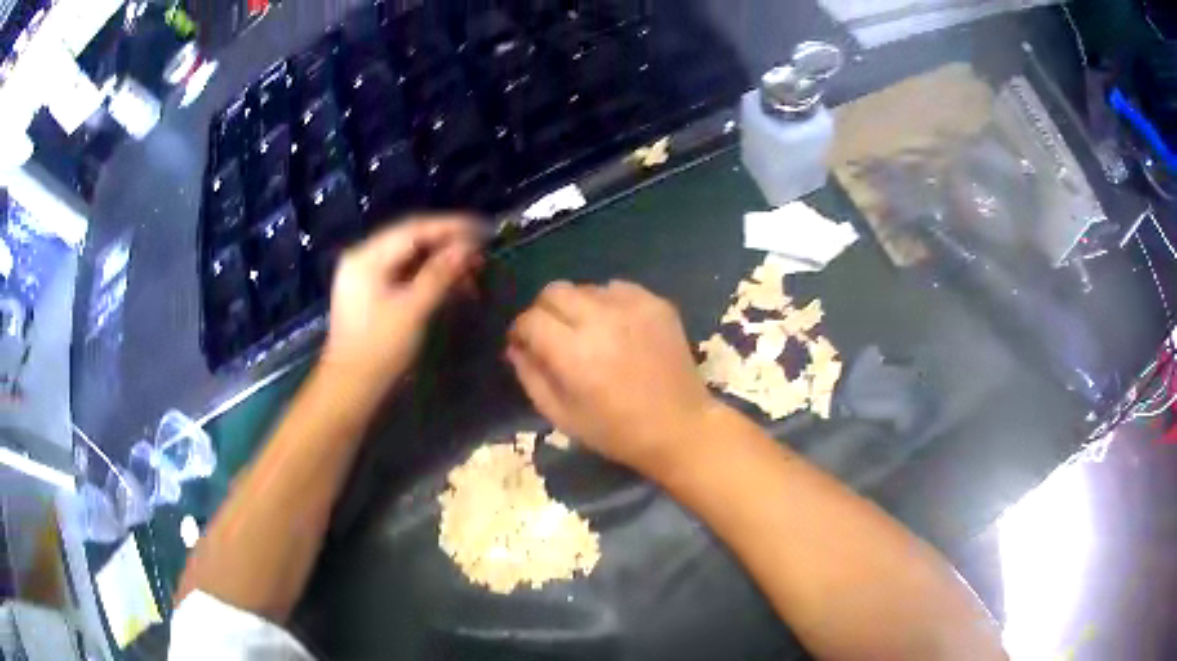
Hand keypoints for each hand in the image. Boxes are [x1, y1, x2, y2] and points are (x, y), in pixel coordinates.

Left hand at [322, 216, 480, 389]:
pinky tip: (451, 284)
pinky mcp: (370, 292)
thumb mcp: (412, 310)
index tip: (483, 229)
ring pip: (409, 257)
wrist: (350, 388)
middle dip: (448, 244)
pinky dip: (428, 276)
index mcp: (367, 257)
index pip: (414, 229)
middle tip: (482, 251)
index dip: (451, 227)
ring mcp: (365, 275)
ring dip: (441, 262)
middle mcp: (363, 258)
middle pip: (412, 240)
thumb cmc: (379, 350)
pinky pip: (403, 273)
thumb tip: (467, 248)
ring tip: (472, 270)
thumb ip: (440, 274)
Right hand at [507, 280, 717, 475]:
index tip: (524, 344)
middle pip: (554, 291)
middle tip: (552, 334)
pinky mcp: (656, 303)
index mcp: (574, 353)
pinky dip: (608, 303)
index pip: (530, 320)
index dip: (520, 331)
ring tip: (588, 333)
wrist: (680, 427)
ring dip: (577, 306)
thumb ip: (531, 376)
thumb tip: (515, 347)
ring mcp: (633, 307)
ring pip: (585, 287)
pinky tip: (617, 328)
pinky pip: (617, 288)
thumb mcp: (561, 416)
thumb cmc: (616, 431)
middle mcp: (601, 320)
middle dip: (544, 311)